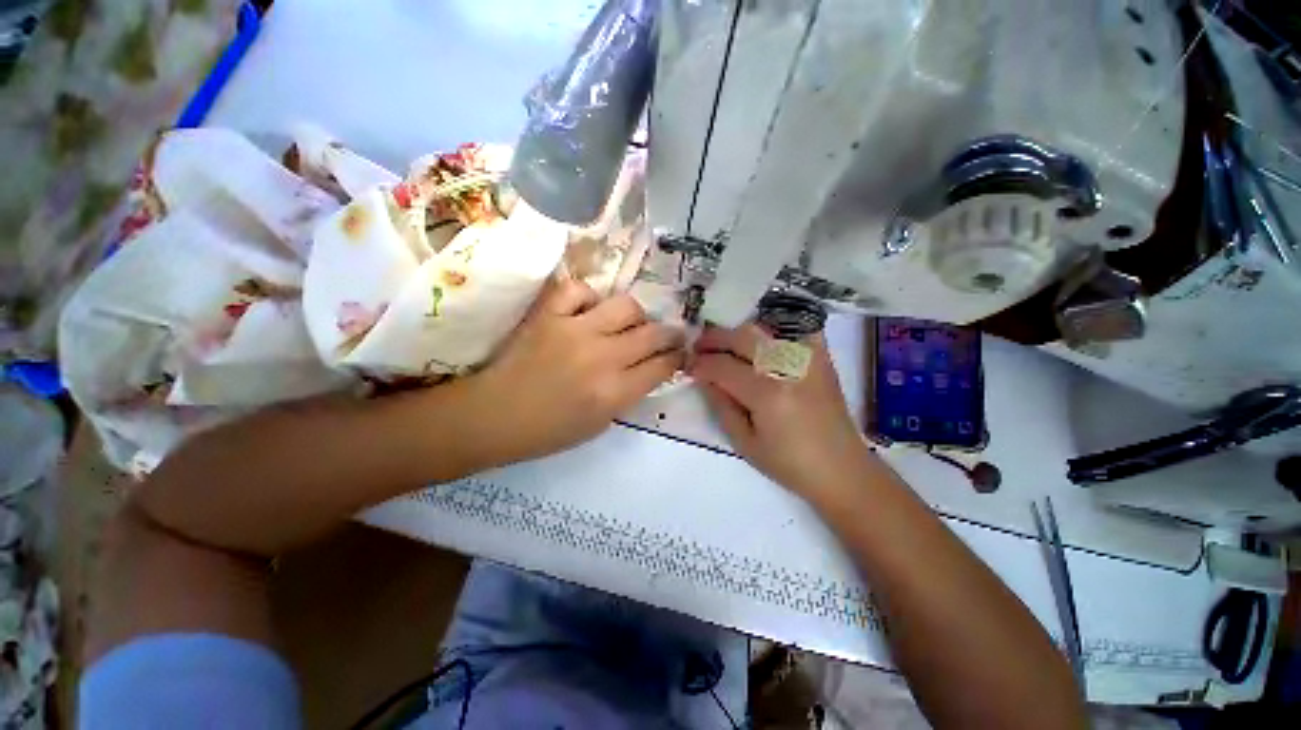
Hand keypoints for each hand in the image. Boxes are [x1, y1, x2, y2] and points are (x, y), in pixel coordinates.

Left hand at [465, 278, 684, 465]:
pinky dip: (588, 298)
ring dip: (635, 315)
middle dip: (670, 334)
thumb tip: (649, 369)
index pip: (662, 366)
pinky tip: (587, 311)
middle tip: (669, 334)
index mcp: (614, 392)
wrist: (494, 416)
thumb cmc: (548, 431)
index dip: (676, 358)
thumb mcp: (600, 424)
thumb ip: (629, 394)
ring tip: (629, 323)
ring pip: (626, 305)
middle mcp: (602, 357)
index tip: (679, 354)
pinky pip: (579, 290)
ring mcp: (575, 330)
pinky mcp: (548, 315)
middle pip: (652, 334)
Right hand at [691, 325, 872, 499]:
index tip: (688, 366)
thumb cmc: (789, 464)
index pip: (723, 367)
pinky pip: (795, 330)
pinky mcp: (821, 359)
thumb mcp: (745, 443)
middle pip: (742, 338)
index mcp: (767, 395)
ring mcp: (807, 359)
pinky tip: (762, 341)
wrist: (841, 469)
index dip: (700, 364)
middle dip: (713, 339)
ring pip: (763, 330)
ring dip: (736, 334)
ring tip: (724, 345)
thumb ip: (721, 405)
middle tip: (698, 347)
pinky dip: (775, 330)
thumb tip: (705, 378)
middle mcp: (788, 368)